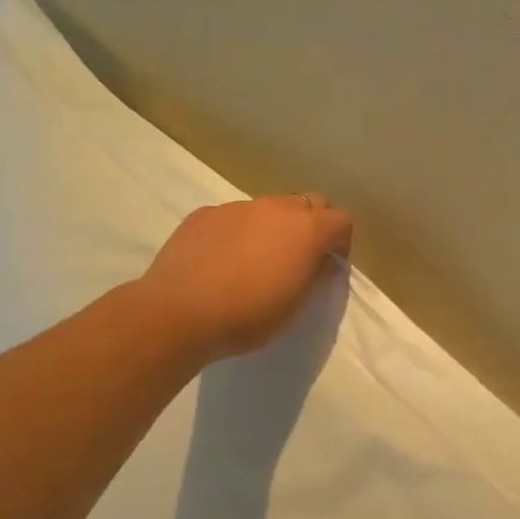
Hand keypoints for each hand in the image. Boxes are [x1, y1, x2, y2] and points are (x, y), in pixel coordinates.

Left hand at [137, 194, 353, 363]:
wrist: (178, 313)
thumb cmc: (248, 315)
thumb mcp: (296, 307)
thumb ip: (316, 278)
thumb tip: (325, 262)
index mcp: (307, 230)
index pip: (341, 220)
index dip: (341, 241)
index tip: (331, 264)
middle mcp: (276, 208)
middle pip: (308, 203)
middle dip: (312, 225)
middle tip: (300, 257)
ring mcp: (238, 207)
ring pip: (269, 208)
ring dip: (274, 227)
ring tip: (256, 260)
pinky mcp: (205, 214)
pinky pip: (234, 217)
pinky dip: (239, 232)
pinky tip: (222, 261)